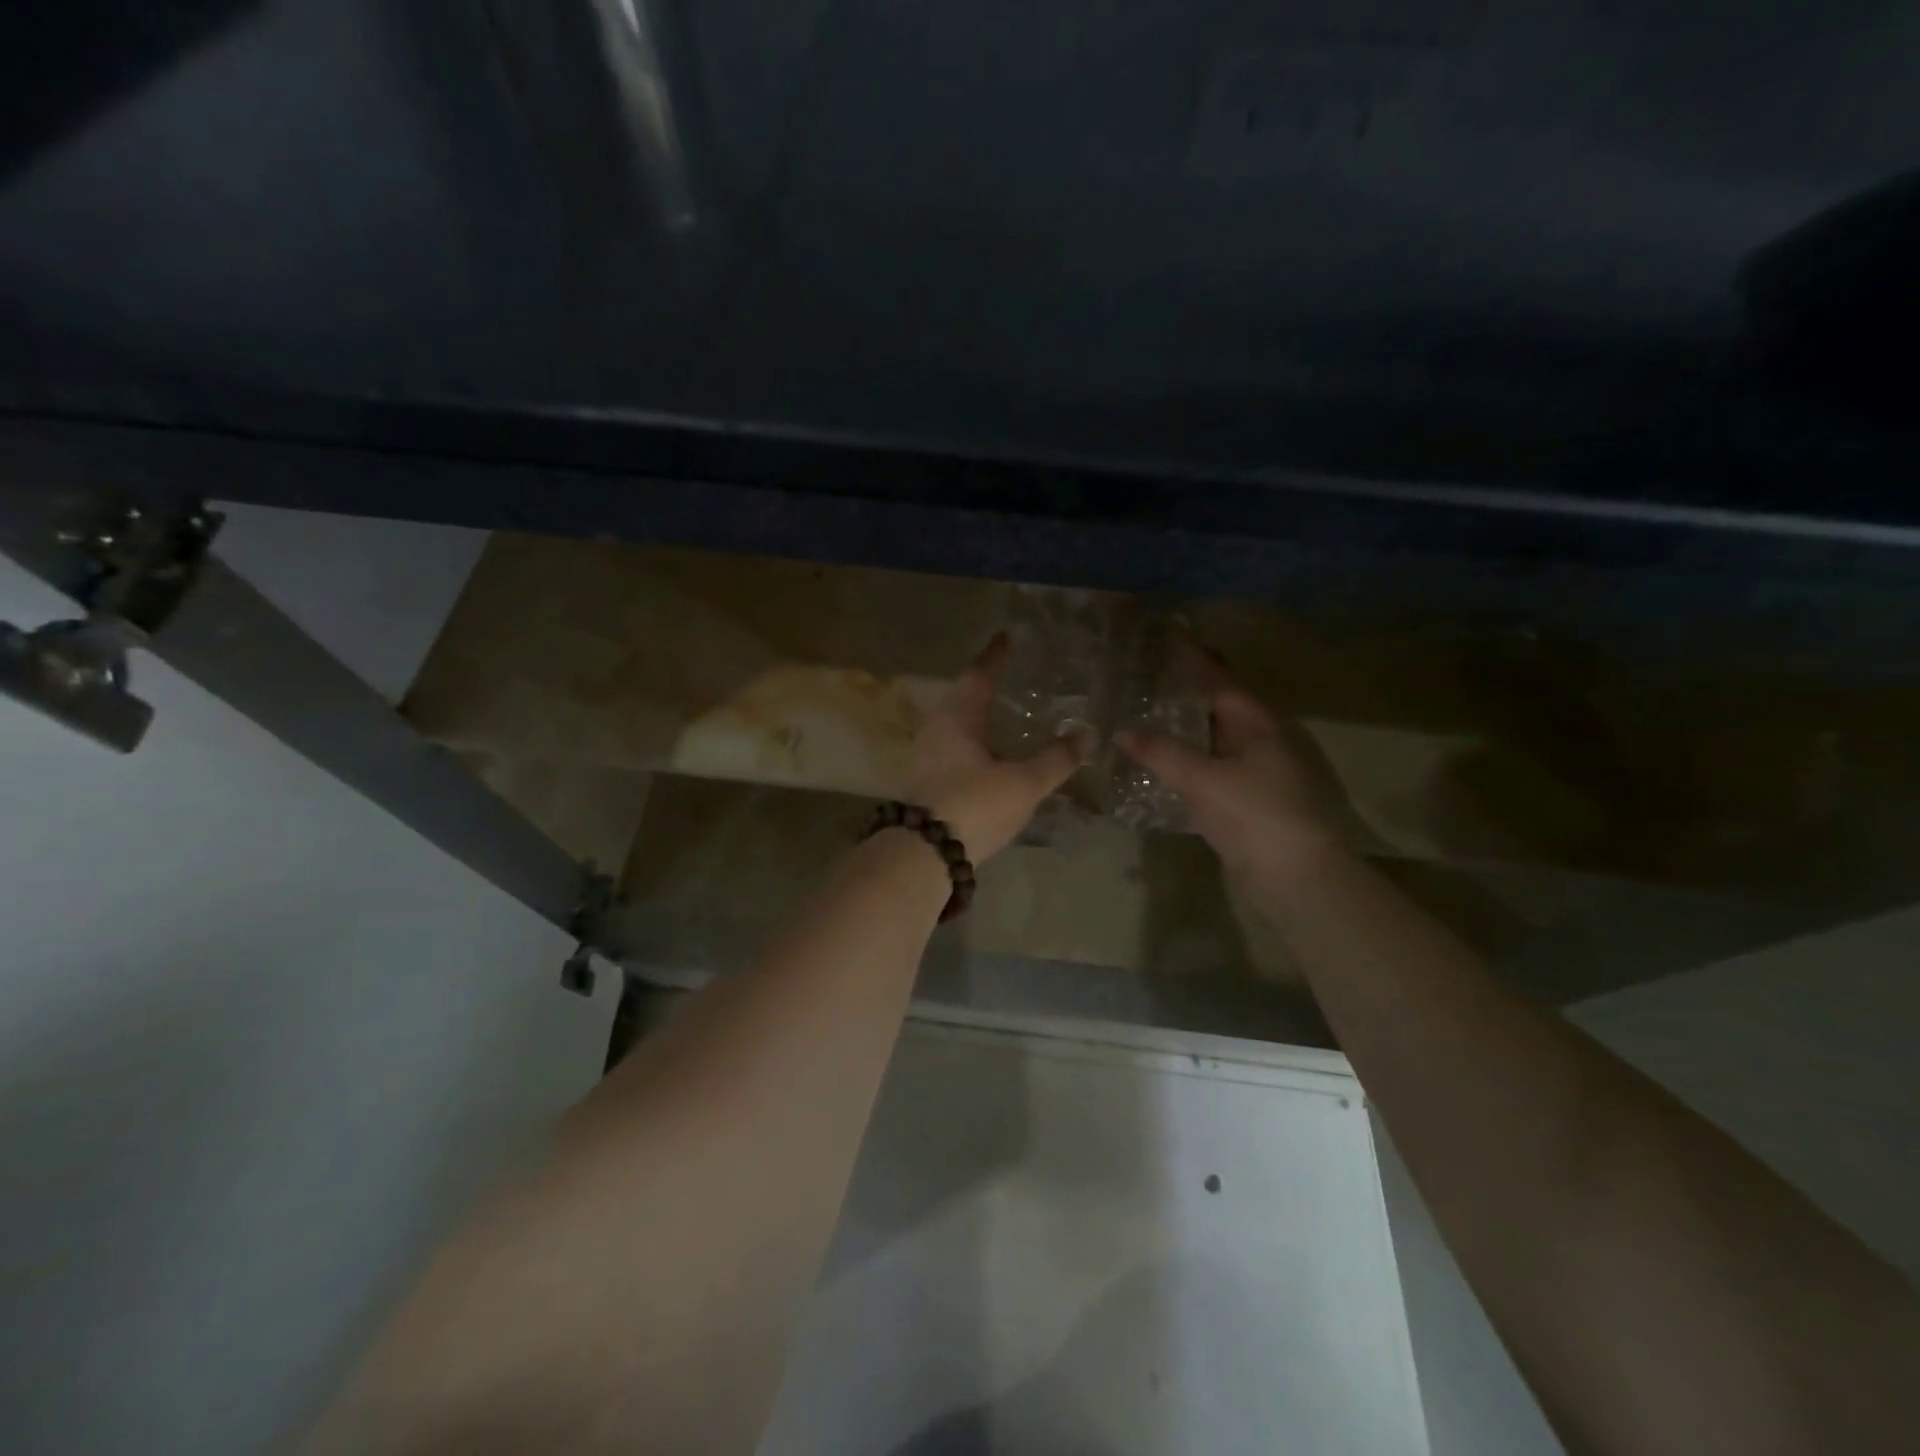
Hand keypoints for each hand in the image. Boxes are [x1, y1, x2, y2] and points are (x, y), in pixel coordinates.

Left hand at [910, 633, 1090, 861]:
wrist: (925, 854)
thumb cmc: (975, 805)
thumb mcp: (1022, 782)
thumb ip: (1055, 759)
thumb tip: (1087, 735)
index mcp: (958, 719)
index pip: (979, 676)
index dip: (995, 656)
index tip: (1005, 637)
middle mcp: (937, 731)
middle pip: (961, 698)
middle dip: (983, 686)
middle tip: (1006, 677)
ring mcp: (927, 759)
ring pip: (955, 726)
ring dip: (977, 717)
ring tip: (1001, 716)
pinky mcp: (927, 784)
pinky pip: (953, 750)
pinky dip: (973, 744)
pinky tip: (988, 756)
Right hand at [1117, 645, 1351, 881]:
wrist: (1294, 877)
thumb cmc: (1254, 815)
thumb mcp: (1204, 779)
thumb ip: (1161, 752)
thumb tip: (1120, 731)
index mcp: (1258, 725)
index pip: (1219, 681)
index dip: (1192, 659)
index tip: (1165, 635)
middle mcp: (1259, 741)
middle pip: (1218, 707)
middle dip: (1186, 690)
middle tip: (1147, 674)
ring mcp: (1255, 772)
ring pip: (1213, 738)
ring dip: (1184, 726)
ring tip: (1146, 711)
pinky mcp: (1245, 800)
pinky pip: (1210, 766)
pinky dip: (1186, 758)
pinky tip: (1161, 760)